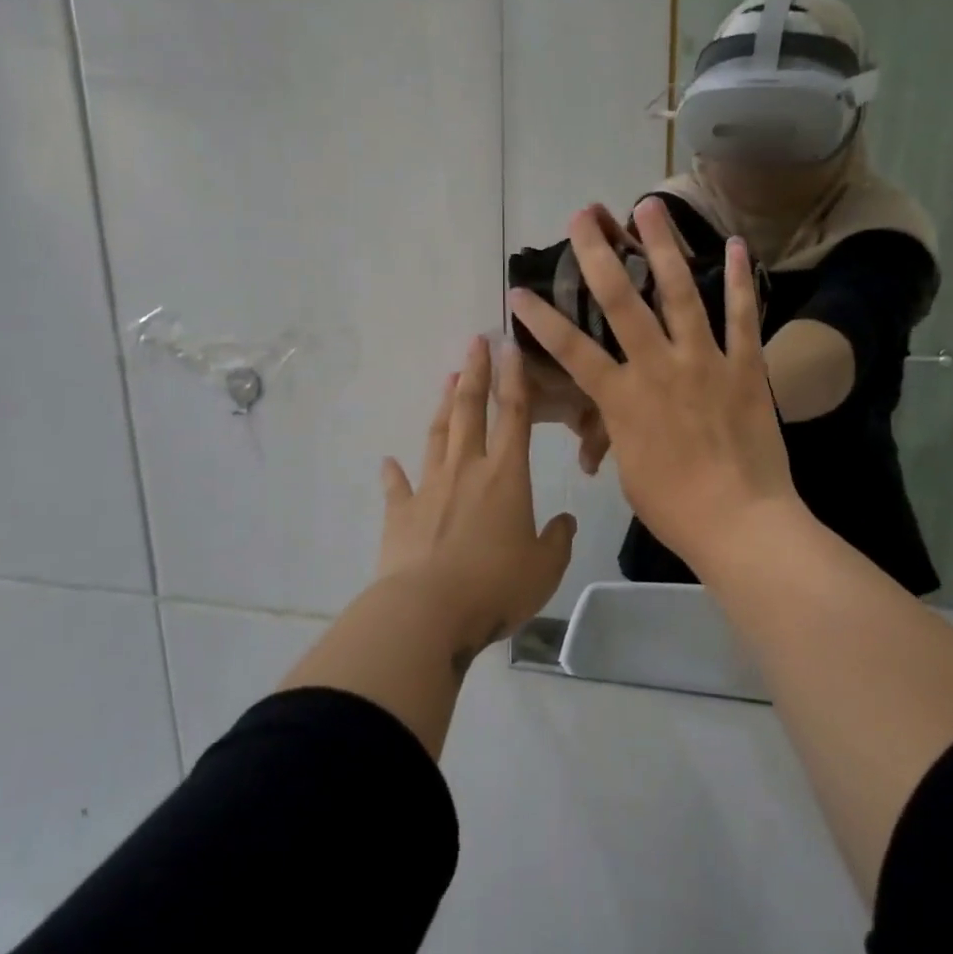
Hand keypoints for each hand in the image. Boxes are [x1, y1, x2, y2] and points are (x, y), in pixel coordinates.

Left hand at [377, 336, 577, 651]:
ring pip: (438, 436)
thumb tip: (564, 521)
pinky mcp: (401, 514)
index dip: (514, 379)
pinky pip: (398, 486)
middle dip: (474, 374)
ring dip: (444, 406)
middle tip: (474, 342)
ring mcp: (429, 488)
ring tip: (447, 379)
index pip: (514, 416)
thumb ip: (558, 540)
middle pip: (470, 411)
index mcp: (506, 477)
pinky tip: (388, 460)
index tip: (509, 347)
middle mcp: (467, 471)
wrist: (428, 611)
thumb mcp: (544, 568)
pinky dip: (394, 473)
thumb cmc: (495, 585)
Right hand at [508, 197, 798, 573]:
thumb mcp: (630, 473)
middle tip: (584, 216)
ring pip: (679, 293)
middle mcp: (658, 367)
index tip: (517, 292)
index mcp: (622, 398)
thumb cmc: (676, 508)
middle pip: (620, 301)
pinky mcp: (745, 367)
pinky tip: (735, 245)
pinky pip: (742, 317)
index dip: (540, 320)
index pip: (570, 350)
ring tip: (649, 205)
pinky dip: (738, 280)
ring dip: (663, 246)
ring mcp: (704, 362)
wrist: (741, 523)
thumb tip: (605, 434)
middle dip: (596, 254)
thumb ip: (618, 437)